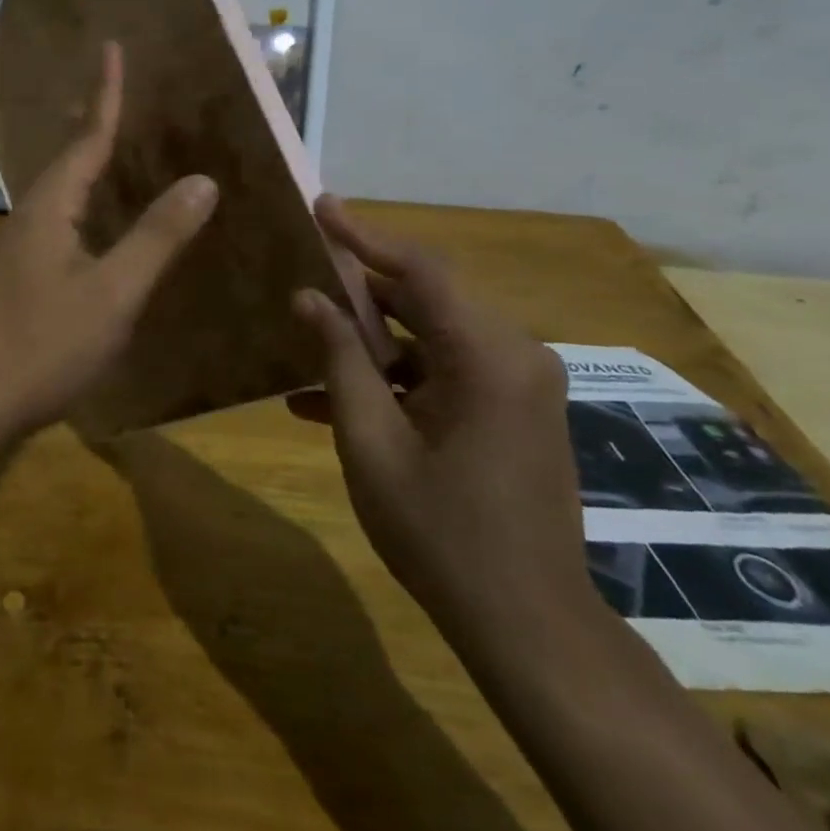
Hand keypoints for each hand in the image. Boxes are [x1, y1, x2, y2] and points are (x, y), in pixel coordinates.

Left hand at [0, 43, 218, 449]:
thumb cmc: (40, 345)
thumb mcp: (112, 293)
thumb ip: (157, 237)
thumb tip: (203, 180)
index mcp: (51, 208)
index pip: (87, 137)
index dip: (106, 94)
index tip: (111, 47)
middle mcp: (30, 218)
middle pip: (67, 158)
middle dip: (91, 121)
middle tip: (112, 89)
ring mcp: (18, 252)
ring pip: (60, 194)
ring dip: (86, 165)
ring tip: (110, 148)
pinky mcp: (17, 283)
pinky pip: (60, 226)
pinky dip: (85, 209)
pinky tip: (95, 227)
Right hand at [291, 196, 591, 638]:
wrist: (527, 623)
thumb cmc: (440, 532)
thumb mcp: (371, 442)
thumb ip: (339, 360)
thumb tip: (308, 296)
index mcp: (489, 357)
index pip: (421, 270)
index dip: (365, 234)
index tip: (321, 207)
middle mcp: (514, 356)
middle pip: (425, 299)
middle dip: (359, 291)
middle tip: (302, 275)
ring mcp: (517, 385)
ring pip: (429, 337)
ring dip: (369, 344)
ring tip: (304, 345)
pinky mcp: (511, 410)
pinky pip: (444, 373)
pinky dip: (395, 379)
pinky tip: (329, 402)